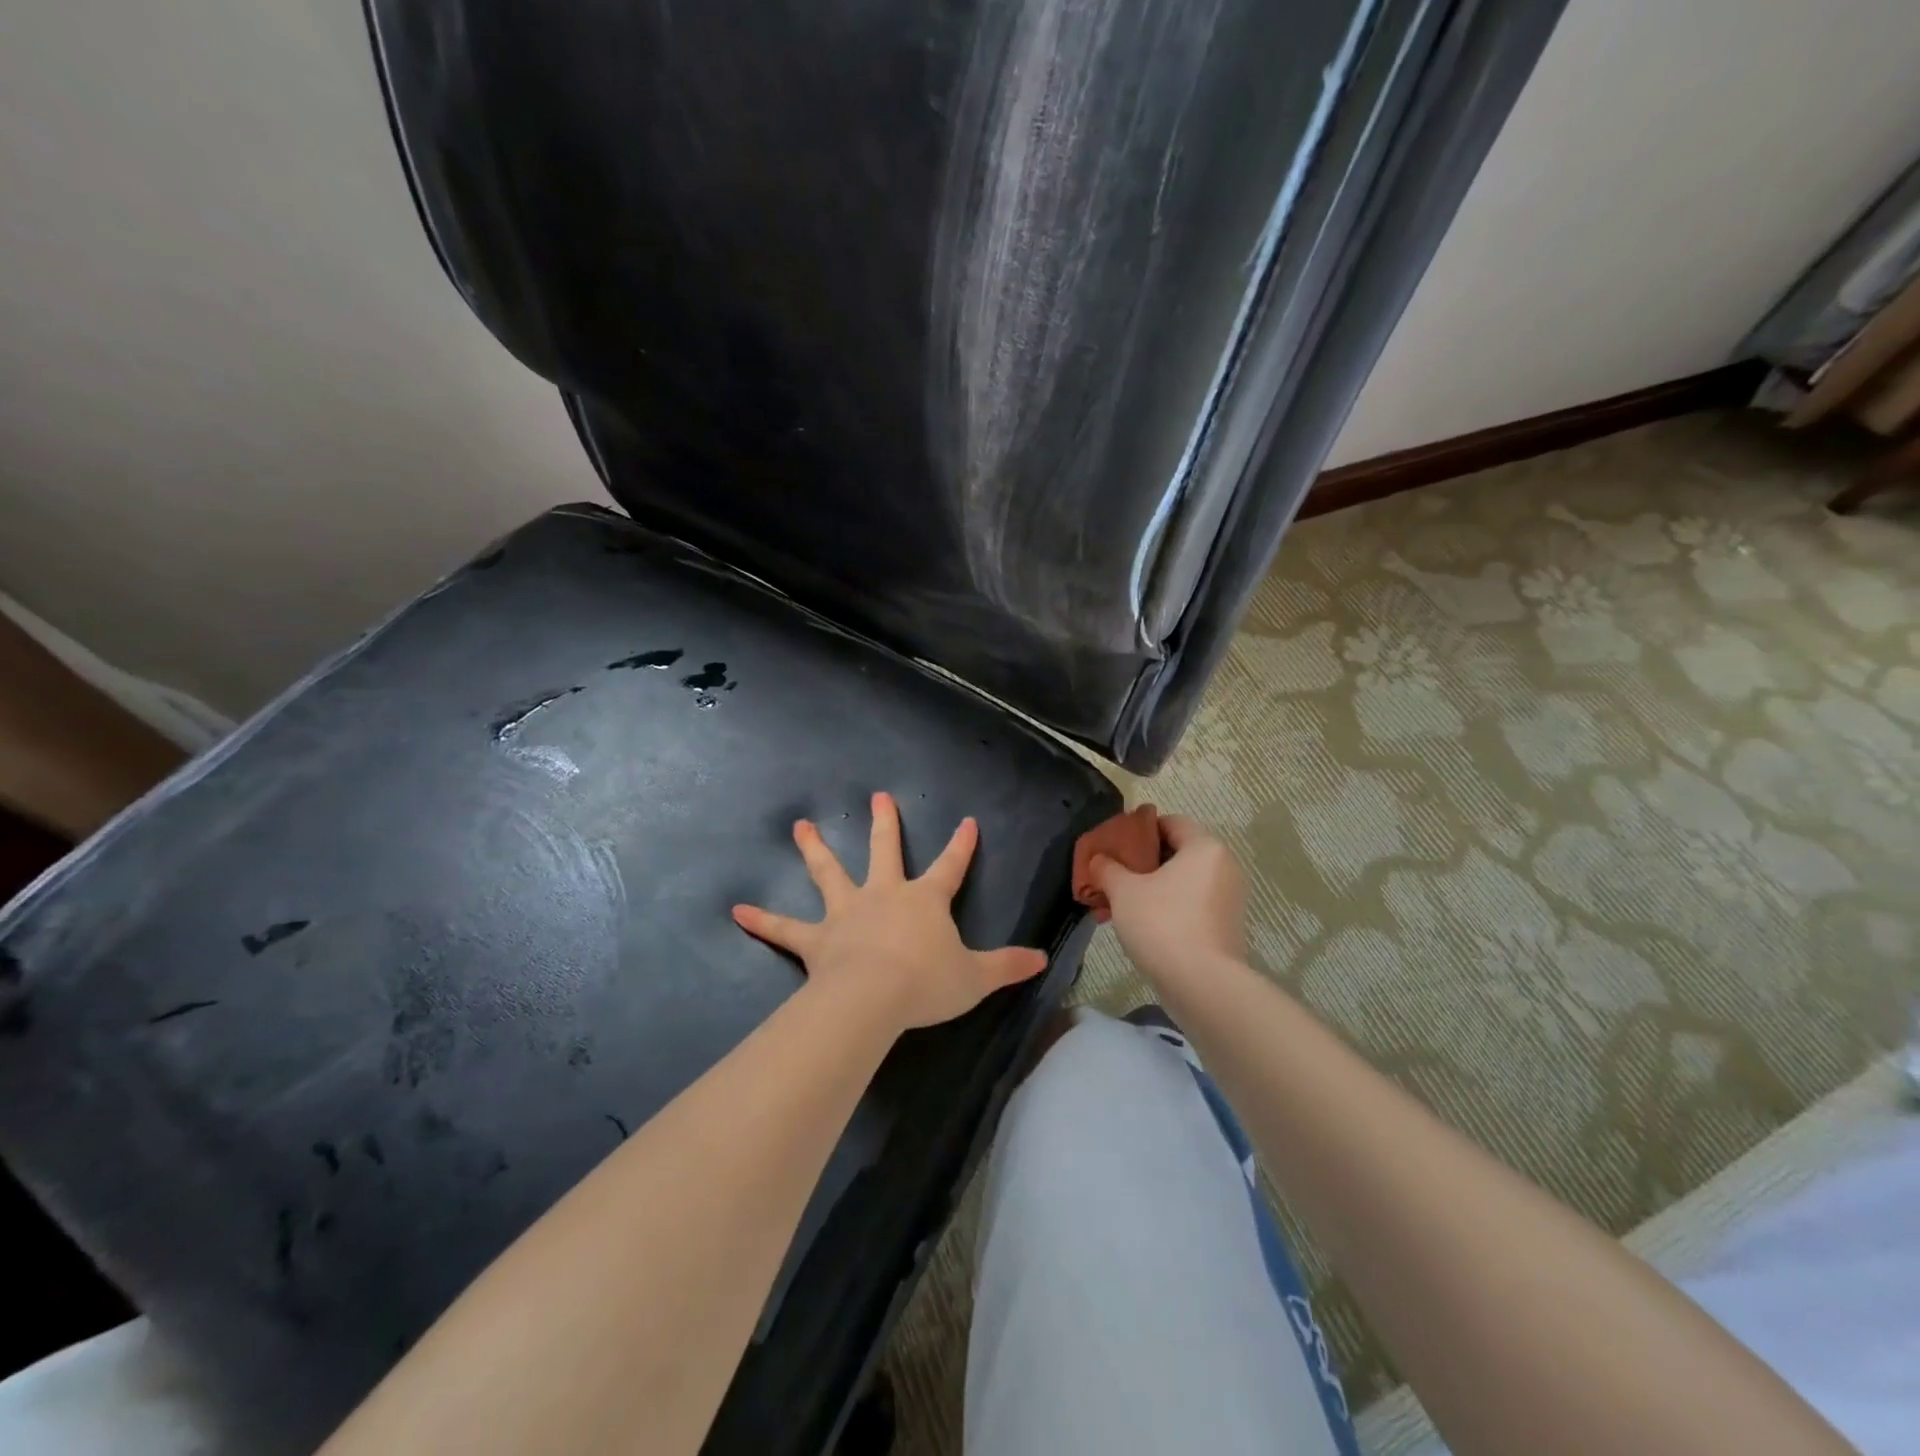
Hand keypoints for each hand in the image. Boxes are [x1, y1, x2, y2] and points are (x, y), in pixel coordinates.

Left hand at [731, 792, 1048, 1034]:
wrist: (874, 998)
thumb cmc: (927, 983)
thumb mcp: (976, 977)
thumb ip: (1008, 966)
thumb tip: (1043, 959)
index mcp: (924, 900)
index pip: (951, 866)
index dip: (962, 845)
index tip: (967, 821)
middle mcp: (884, 894)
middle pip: (884, 850)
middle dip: (885, 823)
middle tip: (878, 796)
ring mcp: (846, 912)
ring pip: (829, 873)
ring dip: (815, 850)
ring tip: (800, 827)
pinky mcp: (817, 939)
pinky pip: (785, 929)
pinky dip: (763, 920)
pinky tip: (737, 910)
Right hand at [1090, 814, 1247, 988]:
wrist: (1202, 985)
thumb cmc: (1162, 923)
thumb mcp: (1124, 891)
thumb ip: (1107, 868)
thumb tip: (1098, 860)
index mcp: (1204, 847)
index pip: (1169, 822)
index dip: (1138, 829)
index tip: (1113, 845)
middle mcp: (1223, 866)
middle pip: (1175, 853)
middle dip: (1140, 863)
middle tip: (1111, 875)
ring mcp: (1228, 898)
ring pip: (1180, 882)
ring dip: (1149, 888)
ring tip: (1117, 904)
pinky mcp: (1225, 926)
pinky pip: (1190, 905)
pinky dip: (1165, 908)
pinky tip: (1138, 925)